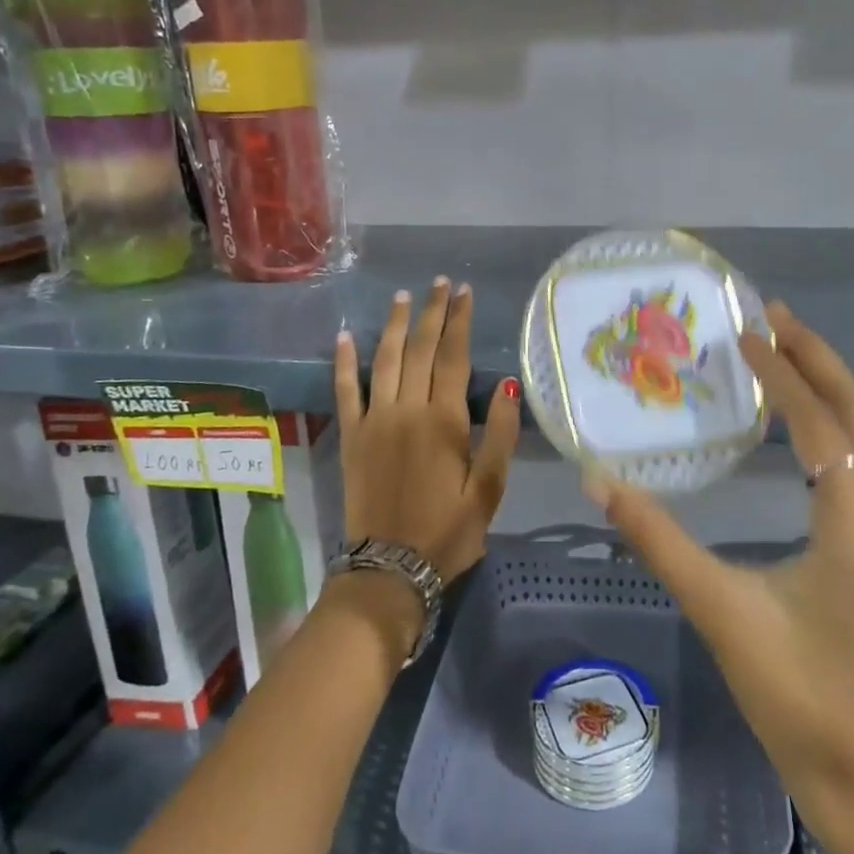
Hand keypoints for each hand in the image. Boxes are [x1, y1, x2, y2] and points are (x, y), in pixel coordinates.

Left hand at [334, 277, 521, 592]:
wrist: (390, 569)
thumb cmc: (448, 531)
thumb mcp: (489, 489)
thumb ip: (500, 434)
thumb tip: (509, 382)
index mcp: (444, 421)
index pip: (453, 357)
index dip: (459, 322)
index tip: (463, 293)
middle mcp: (407, 410)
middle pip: (420, 349)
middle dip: (431, 313)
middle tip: (439, 284)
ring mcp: (374, 420)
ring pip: (385, 360)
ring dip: (394, 325)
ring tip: (403, 297)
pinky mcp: (351, 436)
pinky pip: (345, 390)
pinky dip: (344, 362)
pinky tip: (344, 336)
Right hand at [585, 301, 853, 853]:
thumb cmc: (787, 691)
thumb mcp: (717, 608)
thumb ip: (658, 539)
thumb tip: (599, 480)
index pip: (823, 427)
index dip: (785, 375)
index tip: (747, 334)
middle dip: (820, 360)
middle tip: (772, 318)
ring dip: (833, 386)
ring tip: (784, 349)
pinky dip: (840, 421)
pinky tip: (804, 415)